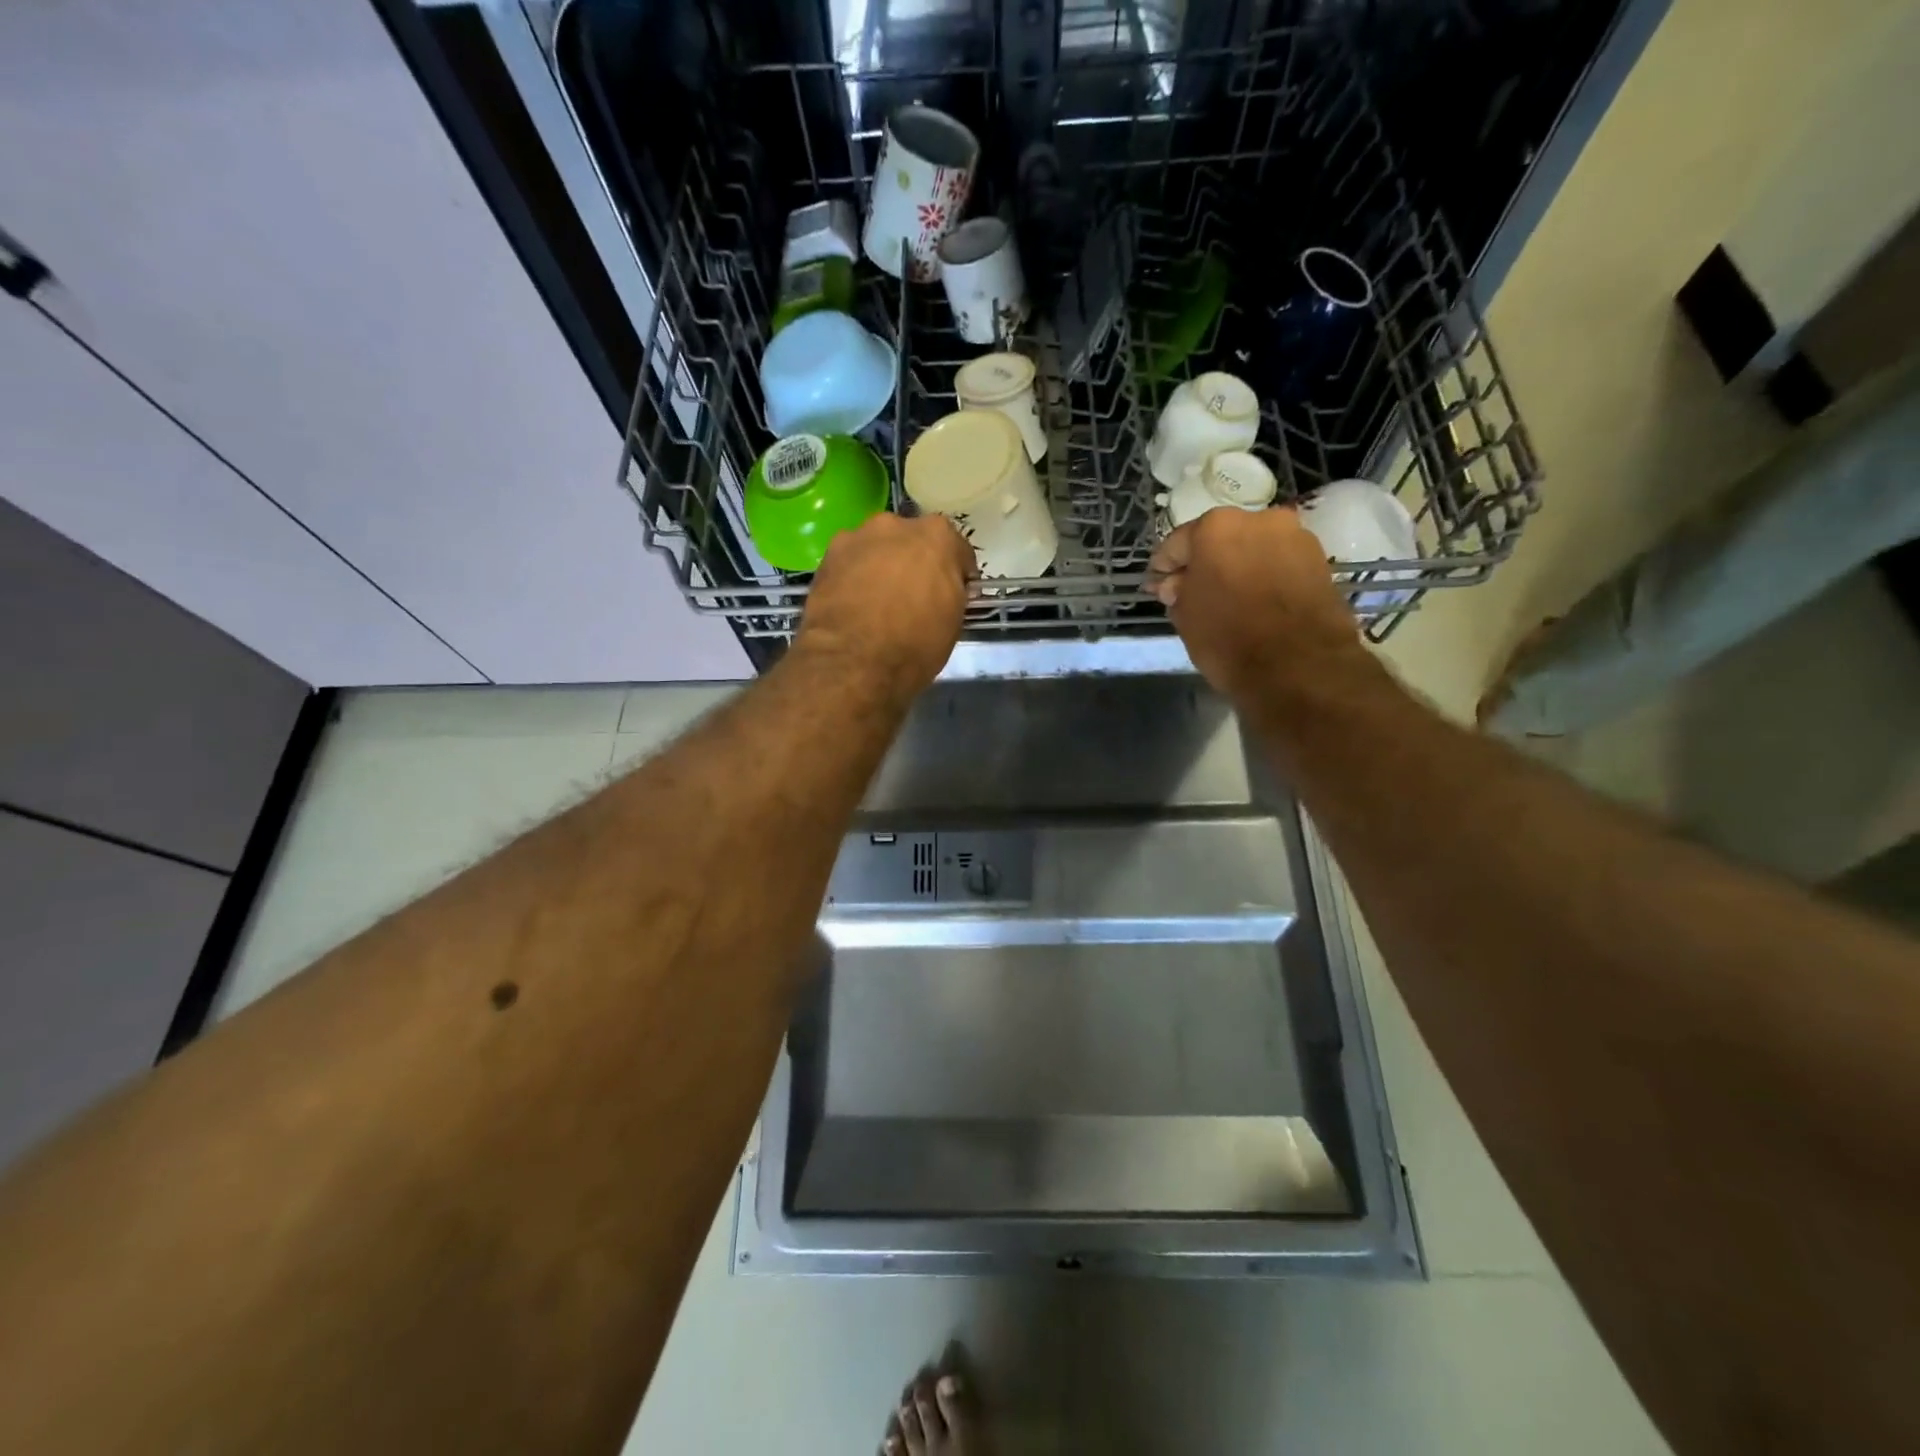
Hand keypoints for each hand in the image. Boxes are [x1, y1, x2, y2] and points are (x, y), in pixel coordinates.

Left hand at [793, 513, 975, 700]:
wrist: (852, 662)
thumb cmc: (914, 644)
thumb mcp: (953, 623)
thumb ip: (951, 593)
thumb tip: (942, 592)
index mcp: (938, 536)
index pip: (956, 550)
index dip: (957, 574)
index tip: (953, 594)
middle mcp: (897, 525)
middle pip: (912, 541)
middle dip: (915, 562)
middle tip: (913, 596)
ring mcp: (858, 536)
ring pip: (877, 548)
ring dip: (881, 566)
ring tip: (877, 601)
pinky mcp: (827, 556)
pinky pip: (850, 562)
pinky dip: (854, 576)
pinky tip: (853, 604)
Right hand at [1146, 507, 1361, 698]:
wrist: (1300, 666)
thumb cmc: (1229, 637)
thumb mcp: (1185, 617)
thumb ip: (1177, 592)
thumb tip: (1178, 584)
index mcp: (1215, 527)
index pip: (1177, 543)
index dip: (1164, 568)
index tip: (1158, 588)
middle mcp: (1258, 519)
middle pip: (1220, 540)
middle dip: (1205, 564)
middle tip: (1193, 593)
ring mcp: (1295, 537)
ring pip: (1253, 550)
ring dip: (1238, 569)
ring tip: (1229, 600)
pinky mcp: (1320, 560)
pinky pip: (1279, 565)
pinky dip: (1265, 578)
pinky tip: (1257, 603)